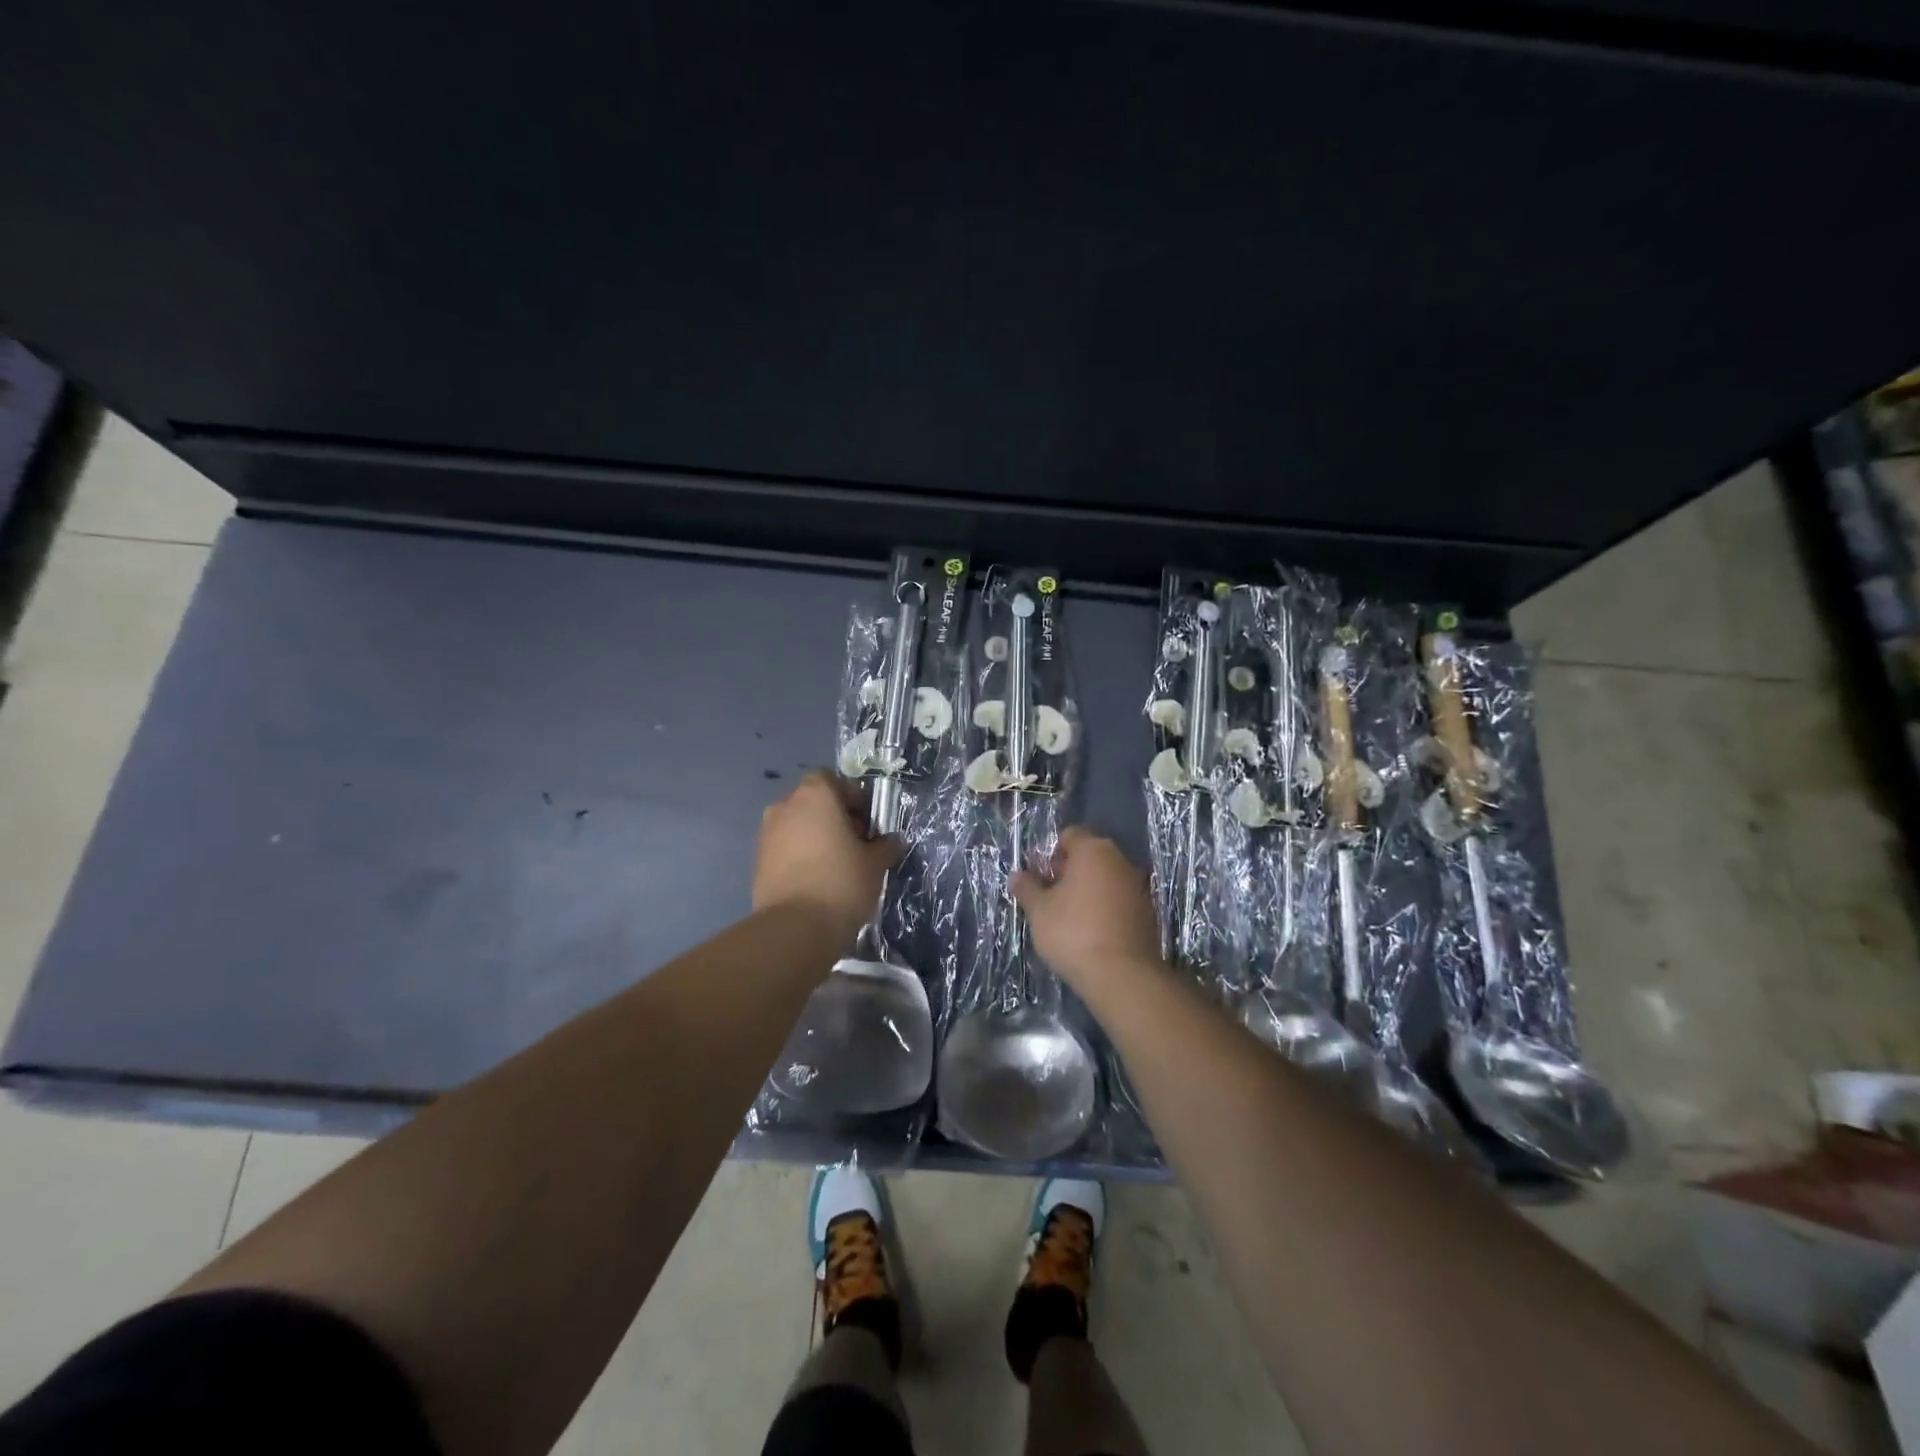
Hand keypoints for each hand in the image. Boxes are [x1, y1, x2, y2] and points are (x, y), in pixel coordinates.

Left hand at [754, 772, 901, 945]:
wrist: (795, 928)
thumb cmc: (841, 882)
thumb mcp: (876, 864)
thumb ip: (886, 846)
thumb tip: (893, 841)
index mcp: (815, 795)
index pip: (834, 781)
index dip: (853, 798)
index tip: (868, 824)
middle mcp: (785, 806)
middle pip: (814, 802)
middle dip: (835, 818)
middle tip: (855, 845)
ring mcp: (767, 834)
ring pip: (798, 826)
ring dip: (816, 837)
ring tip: (837, 865)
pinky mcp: (758, 861)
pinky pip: (785, 848)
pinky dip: (800, 856)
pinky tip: (817, 881)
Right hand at [1012, 828, 1162, 993]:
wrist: (1121, 975)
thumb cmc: (1073, 932)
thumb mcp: (1039, 910)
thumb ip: (1027, 888)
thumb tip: (1017, 875)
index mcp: (1093, 851)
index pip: (1070, 835)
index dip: (1051, 852)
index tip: (1039, 876)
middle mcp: (1120, 861)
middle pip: (1089, 856)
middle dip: (1068, 871)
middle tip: (1049, 896)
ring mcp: (1138, 887)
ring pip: (1106, 878)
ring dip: (1087, 890)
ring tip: (1068, 916)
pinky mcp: (1147, 913)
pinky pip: (1119, 900)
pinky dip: (1104, 908)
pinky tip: (1090, 931)